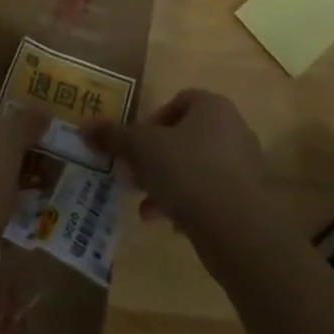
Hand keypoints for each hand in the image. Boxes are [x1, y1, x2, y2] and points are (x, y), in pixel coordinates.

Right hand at [83, 88, 273, 244]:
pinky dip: (190, 206)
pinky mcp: (250, 202)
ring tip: (146, 210)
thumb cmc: (189, 172)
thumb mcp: (143, 149)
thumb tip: (83, 126)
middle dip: (156, 160)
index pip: (178, 102)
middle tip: (134, 179)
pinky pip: (212, 196)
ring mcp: (245, 167)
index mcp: (212, 106)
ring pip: (196, 169)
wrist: (241, 230)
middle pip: (185, 138)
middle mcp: (233, 129)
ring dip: (168, 186)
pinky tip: (171, 226)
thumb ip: (114, 136)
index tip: (135, 148)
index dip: (151, 123)